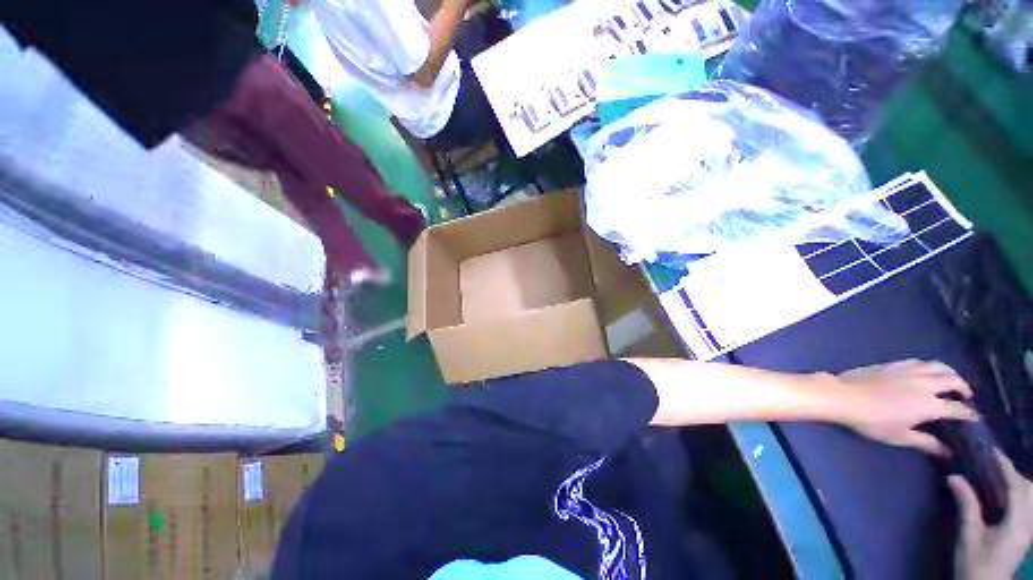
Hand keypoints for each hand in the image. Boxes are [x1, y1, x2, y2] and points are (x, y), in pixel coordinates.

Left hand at [835, 360, 976, 455]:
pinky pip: (920, 361)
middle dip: (963, 387)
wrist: (843, 395)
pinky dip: (930, 366)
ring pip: (939, 366)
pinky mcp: (894, 363)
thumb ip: (926, 443)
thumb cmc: (871, 421)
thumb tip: (948, 452)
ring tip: (950, 381)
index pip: (958, 408)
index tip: (974, 418)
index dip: (969, 414)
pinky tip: (926, 372)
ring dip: (950, 373)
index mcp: (930, 404)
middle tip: (965, 396)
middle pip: (953, 380)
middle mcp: (925, 383)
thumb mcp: (900, 437)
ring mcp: (909, 370)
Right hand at [950, 451, 1032, 579]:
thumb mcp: (968, 535)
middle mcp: (1029, 523)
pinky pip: (1027, 507)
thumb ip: (966, 504)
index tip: (993, 451)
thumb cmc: (974, 562)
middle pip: (1029, 491)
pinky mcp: (1024, 534)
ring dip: (1018, 484)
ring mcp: (1028, 530)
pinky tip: (1005, 497)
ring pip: (1031, 499)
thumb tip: (954, 476)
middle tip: (994, 464)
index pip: (1016, 487)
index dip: (1006, 467)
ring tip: (999, 477)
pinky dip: (1019, 496)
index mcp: (1018, 522)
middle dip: (1014, 474)